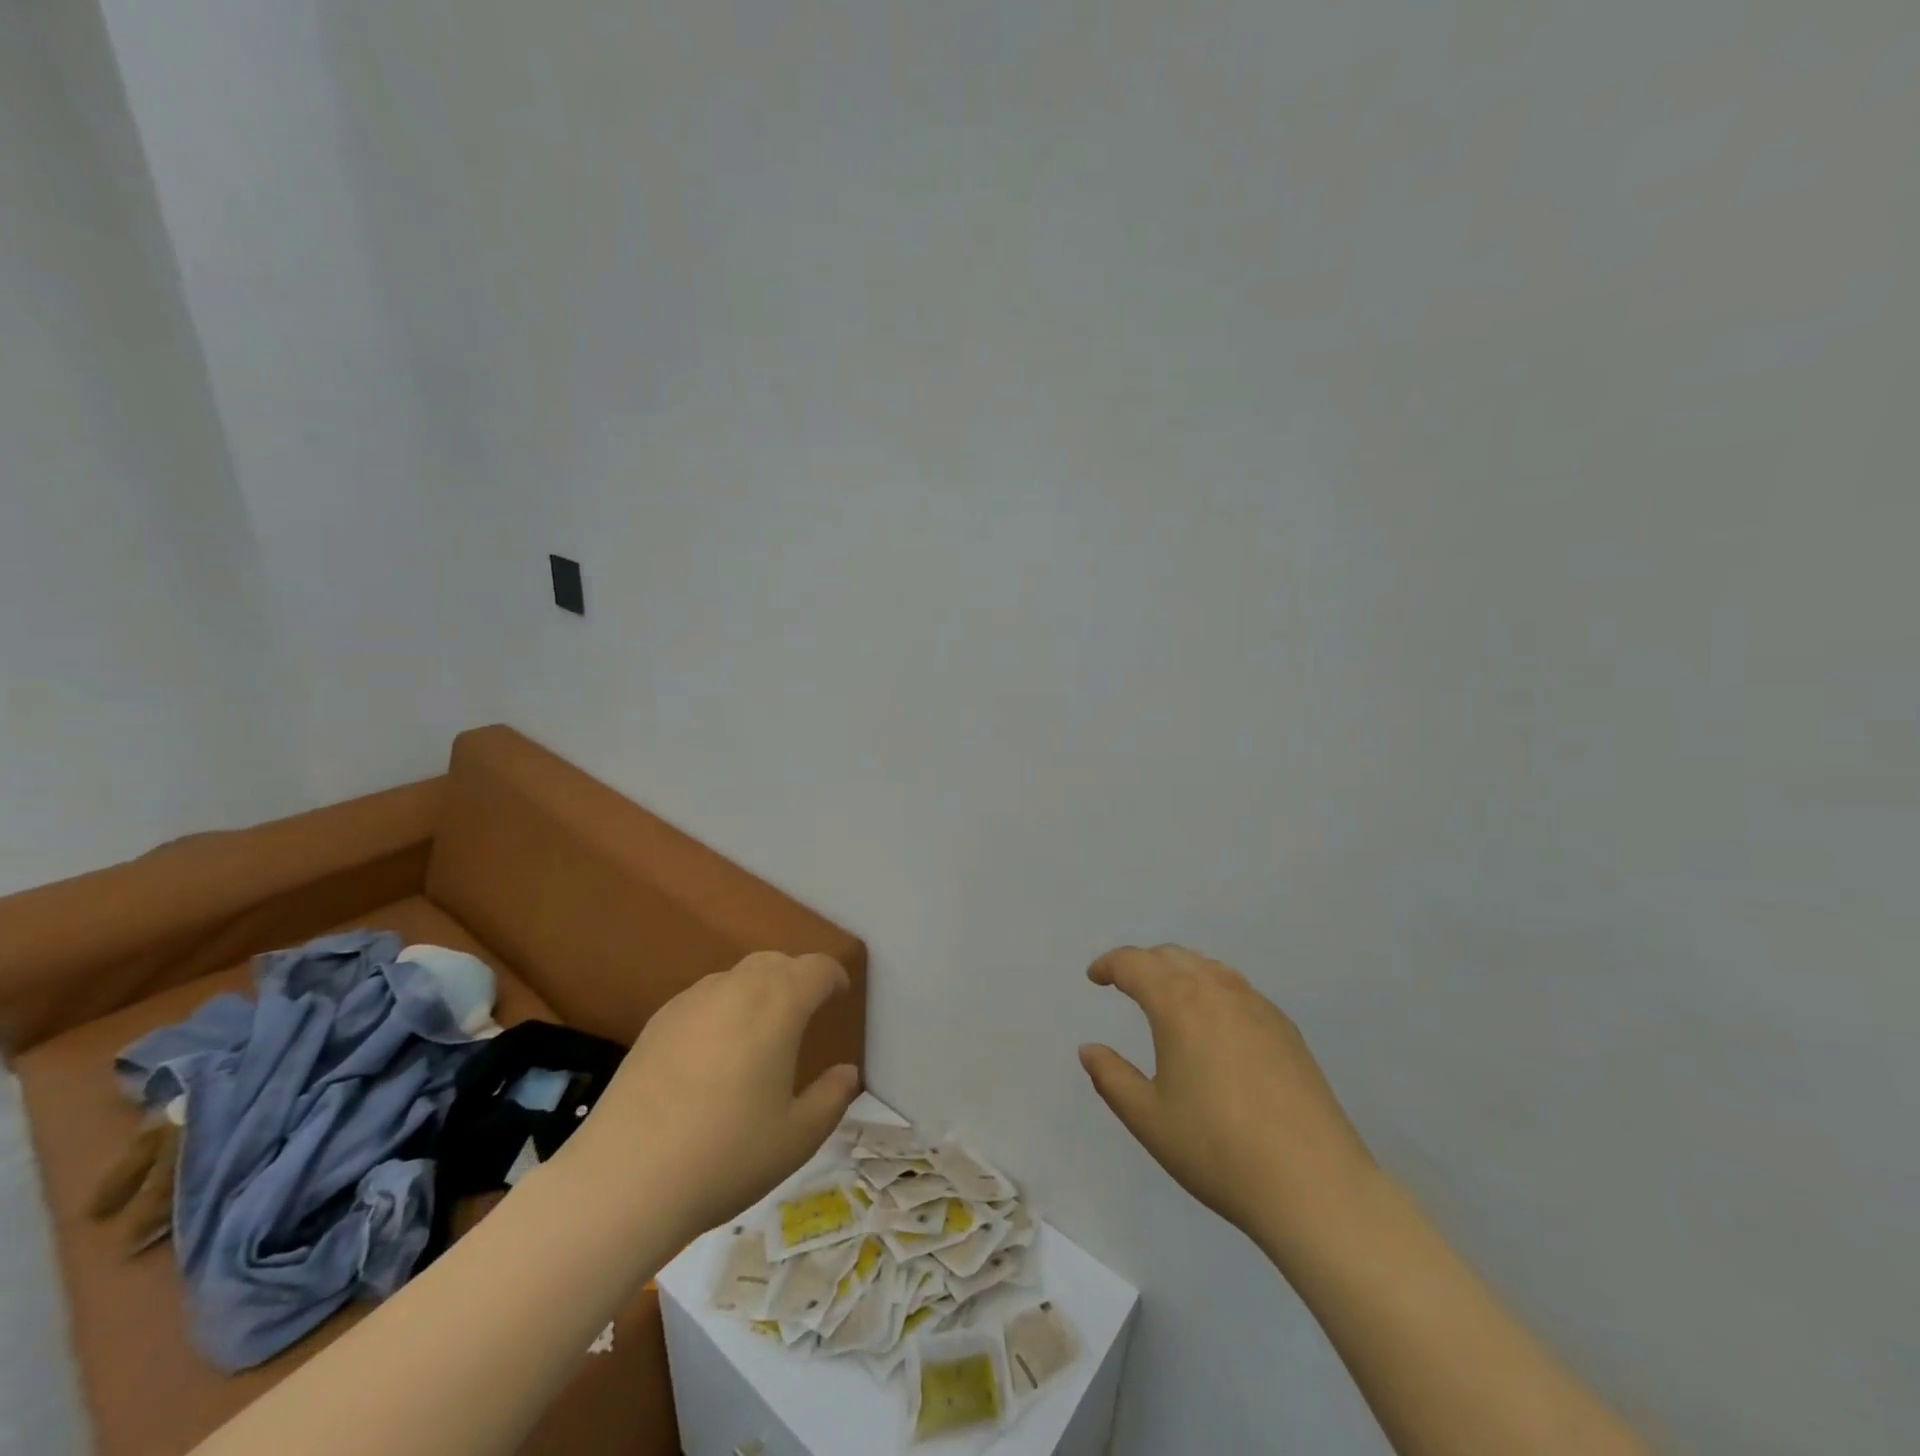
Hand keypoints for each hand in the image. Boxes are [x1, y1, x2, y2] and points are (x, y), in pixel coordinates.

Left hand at [557, 951, 860, 1242]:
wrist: (623, 1179)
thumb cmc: (726, 1155)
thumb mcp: (797, 1137)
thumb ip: (831, 1098)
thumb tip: (847, 1073)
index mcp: (779, 1004)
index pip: (817, 968)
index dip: (833, 977)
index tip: (839, 996)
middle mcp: (736, 988)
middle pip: (776, 962)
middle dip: (796, 978)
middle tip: (804, 1012)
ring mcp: (691, 1001)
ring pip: (736, 977)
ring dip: (758, 990)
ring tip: (759, 1032)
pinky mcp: (656, 1023)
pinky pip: (703, 999)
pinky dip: (721, 1009)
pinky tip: (713, 1053)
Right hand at [1079, 945, 1376, 1254]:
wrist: (1314, 1184)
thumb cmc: (1217, 1149)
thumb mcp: (1148, 1118)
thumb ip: (1111, 1077)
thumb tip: (1089, 1049)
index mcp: (1178, 1003)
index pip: (1134, 964)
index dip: (1109, 965)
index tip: (1095, 978)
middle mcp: (1217, 990)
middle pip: (1172, 956)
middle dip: (1143, 964)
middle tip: (1125, 984)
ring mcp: (1258, 1006)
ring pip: (1208, 967)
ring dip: (1179, 971)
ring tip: (1167, 997)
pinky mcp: (1286, 1029)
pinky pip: (1238, 989)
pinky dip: (1212, 989)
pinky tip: (1214, 1023)